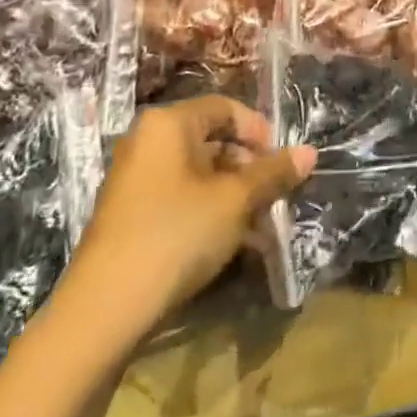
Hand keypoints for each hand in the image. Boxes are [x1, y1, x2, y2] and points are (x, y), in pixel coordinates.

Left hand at [61, 96, 315, 354]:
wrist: (106, 308)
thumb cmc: (177, 234)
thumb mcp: (236, 200)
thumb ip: (273, 173)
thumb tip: (310, 152)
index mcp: (168, 124)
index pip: (225, 108)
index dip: (260, 130)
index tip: (282, 162)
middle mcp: (147, 142)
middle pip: (212, 140)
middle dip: (250, 168)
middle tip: (275, 196)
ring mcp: (135, 180)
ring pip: (199, 174)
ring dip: (235, 195)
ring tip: (262, 225)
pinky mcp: (131, 215)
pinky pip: (181, 199)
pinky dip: (210, 212)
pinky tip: (235, 243)